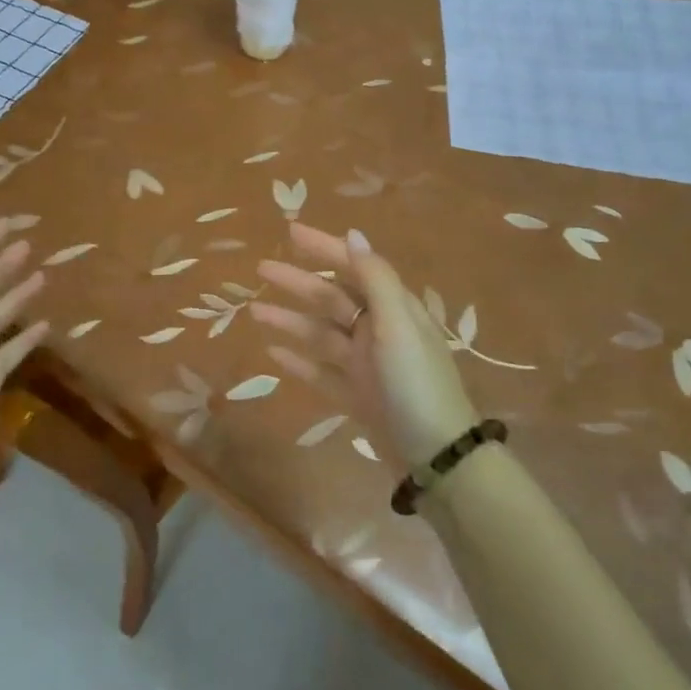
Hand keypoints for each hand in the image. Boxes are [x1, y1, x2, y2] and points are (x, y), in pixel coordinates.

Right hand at [252, 224, 479, 468]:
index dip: (323, 248)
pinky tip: (273, 352)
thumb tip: (353, 234)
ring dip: (290, 320)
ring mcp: (365, 366)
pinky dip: (299, 361)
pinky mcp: (355, 396)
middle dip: (297, 283)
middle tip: (261, 269)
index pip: (353, 267)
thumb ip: (375, 279)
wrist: (436, 457)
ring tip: (254, 311)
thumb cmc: (415, 383)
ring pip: (320, 334)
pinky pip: (320, 372)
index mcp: (392, 309)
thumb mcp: (398, 324)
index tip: (290, 232)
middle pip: (331, 299)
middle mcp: (377, 331)